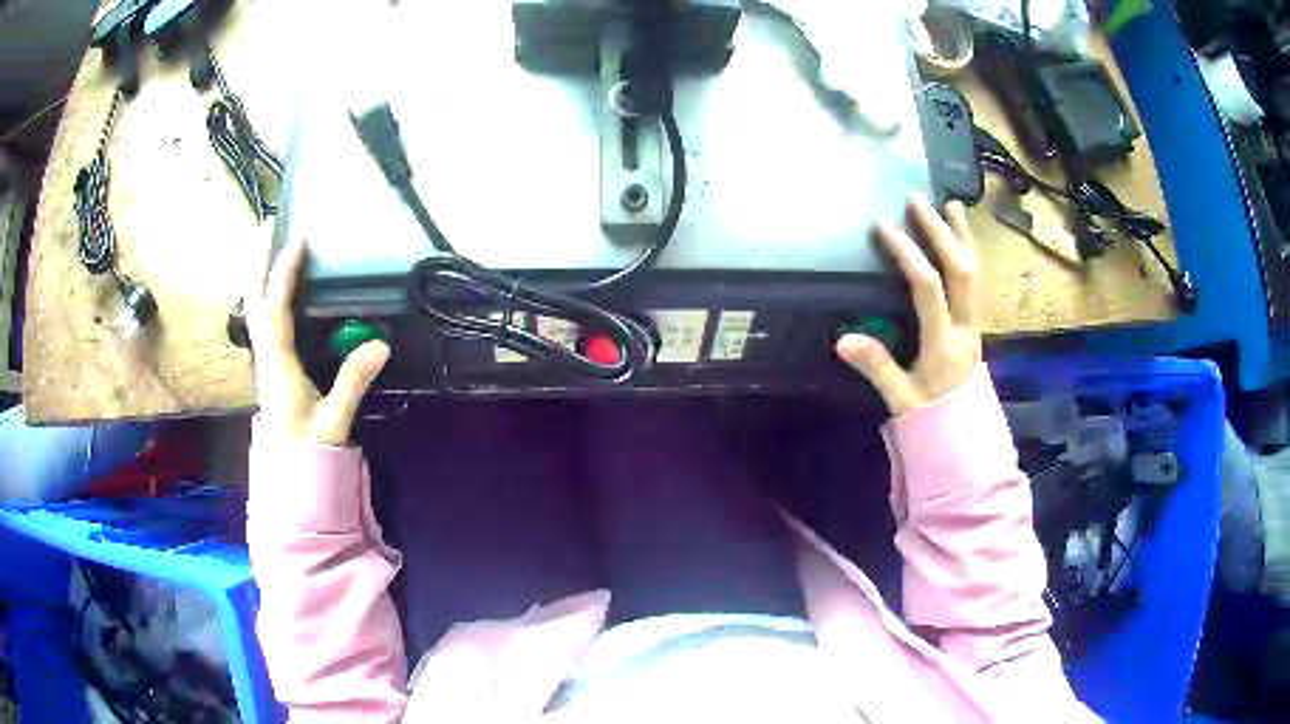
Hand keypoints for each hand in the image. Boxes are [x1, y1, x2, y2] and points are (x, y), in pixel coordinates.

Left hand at [245, 234, 389, 446]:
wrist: (288, 476)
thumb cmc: (308, 451)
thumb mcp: (334, 420)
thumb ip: (354, 382)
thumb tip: (382, 343)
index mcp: (278, 365)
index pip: (276, 309)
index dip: (285, 273)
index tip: (300, 239)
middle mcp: (265, 354)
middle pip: (253, 298)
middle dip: (257, 259)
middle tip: (268, 224)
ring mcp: (265, 358)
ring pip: (254, 306)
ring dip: (258, 270)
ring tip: (268, 242)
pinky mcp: (270, 363)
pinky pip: (263, 317)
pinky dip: (265, 290)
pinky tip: (274, 285)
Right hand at [837, 196, 981, 416]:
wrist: (964, 430)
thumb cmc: (929, 414)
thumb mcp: (899, 397)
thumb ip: (876, 367)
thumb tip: (842, 340)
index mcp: (943, 343)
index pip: (927, 289)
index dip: (907, 253)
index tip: (885, 227)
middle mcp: (965, 326)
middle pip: (959, 271)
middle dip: (938, 232)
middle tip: (916, 201)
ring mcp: (975, 322)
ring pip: (975, 272)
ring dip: (962, 236)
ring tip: (950, 204)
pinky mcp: (977, 322)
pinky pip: (978, 280)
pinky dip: (972, 252)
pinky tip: (964, 236)